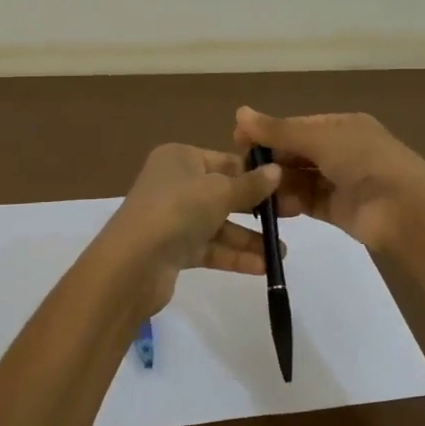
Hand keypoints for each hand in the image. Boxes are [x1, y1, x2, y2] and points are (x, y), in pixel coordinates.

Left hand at [101, 144, 282, 312]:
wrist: (132, 264)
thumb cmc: (177, 210)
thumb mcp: (220, 191)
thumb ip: (250, 185)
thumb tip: (277, 172)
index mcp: (180, 158)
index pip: (226, 161)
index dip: (255, 174)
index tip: (286, 187)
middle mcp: (175, 184)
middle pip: (224, 193)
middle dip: (257, 208)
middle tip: (292, 218)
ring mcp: (173, 218)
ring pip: (219, 224)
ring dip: (248, 238)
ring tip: (280, 253)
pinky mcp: (173, 249)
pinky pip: (210, 248)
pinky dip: (234, 255)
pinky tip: (263, 267)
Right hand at [232, 107, 424, 252]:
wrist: (403, 208)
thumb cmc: (363, 160)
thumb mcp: (319, 138)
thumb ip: (279, 130)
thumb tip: (239, 112)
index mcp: (342, 125)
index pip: (298, 126)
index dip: (268, 132)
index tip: (237, 141)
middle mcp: (342, 150)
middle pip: (297, 152)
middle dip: (271, 159)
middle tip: (239, 170)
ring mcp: (341, 181)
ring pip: (300, 178)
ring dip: (277, 182)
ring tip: (249, 189)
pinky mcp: (338, 210)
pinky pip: (307, 201)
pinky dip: (289, 203)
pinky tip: (268, 206)